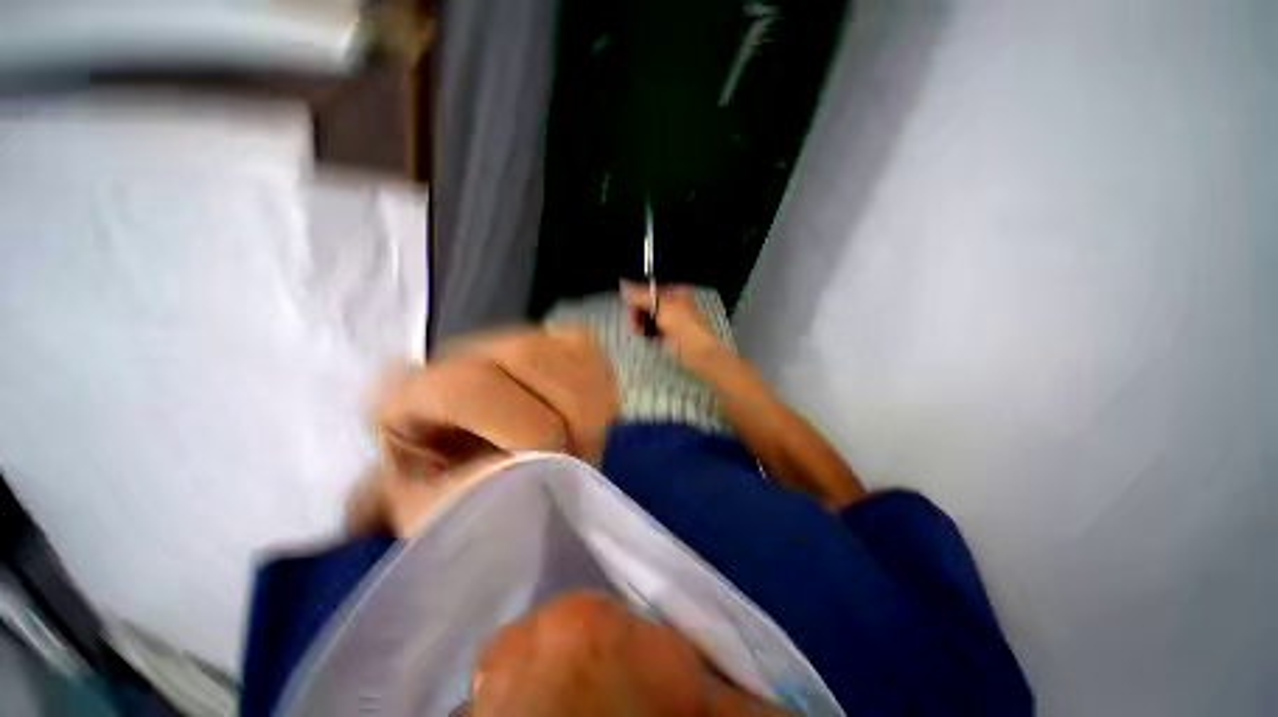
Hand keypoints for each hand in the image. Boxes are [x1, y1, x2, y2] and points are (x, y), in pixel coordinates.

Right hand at [620, 282, 730, 367]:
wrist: (696, 350)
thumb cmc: (683, 324)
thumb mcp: (662, 305)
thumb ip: (641, 296)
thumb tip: (624, 286)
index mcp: (675, 291)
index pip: (651, 287)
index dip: (638, 293)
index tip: (628, 301)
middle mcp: (672, 302)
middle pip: (648, 302)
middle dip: (638, 309)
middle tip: (633, 318)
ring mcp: (670, 318)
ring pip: (648, 315)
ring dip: (640, 320)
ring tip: (637, 328)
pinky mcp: (667, 333)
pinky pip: (651, 328)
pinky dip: (645, 330)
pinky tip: (641, 333)